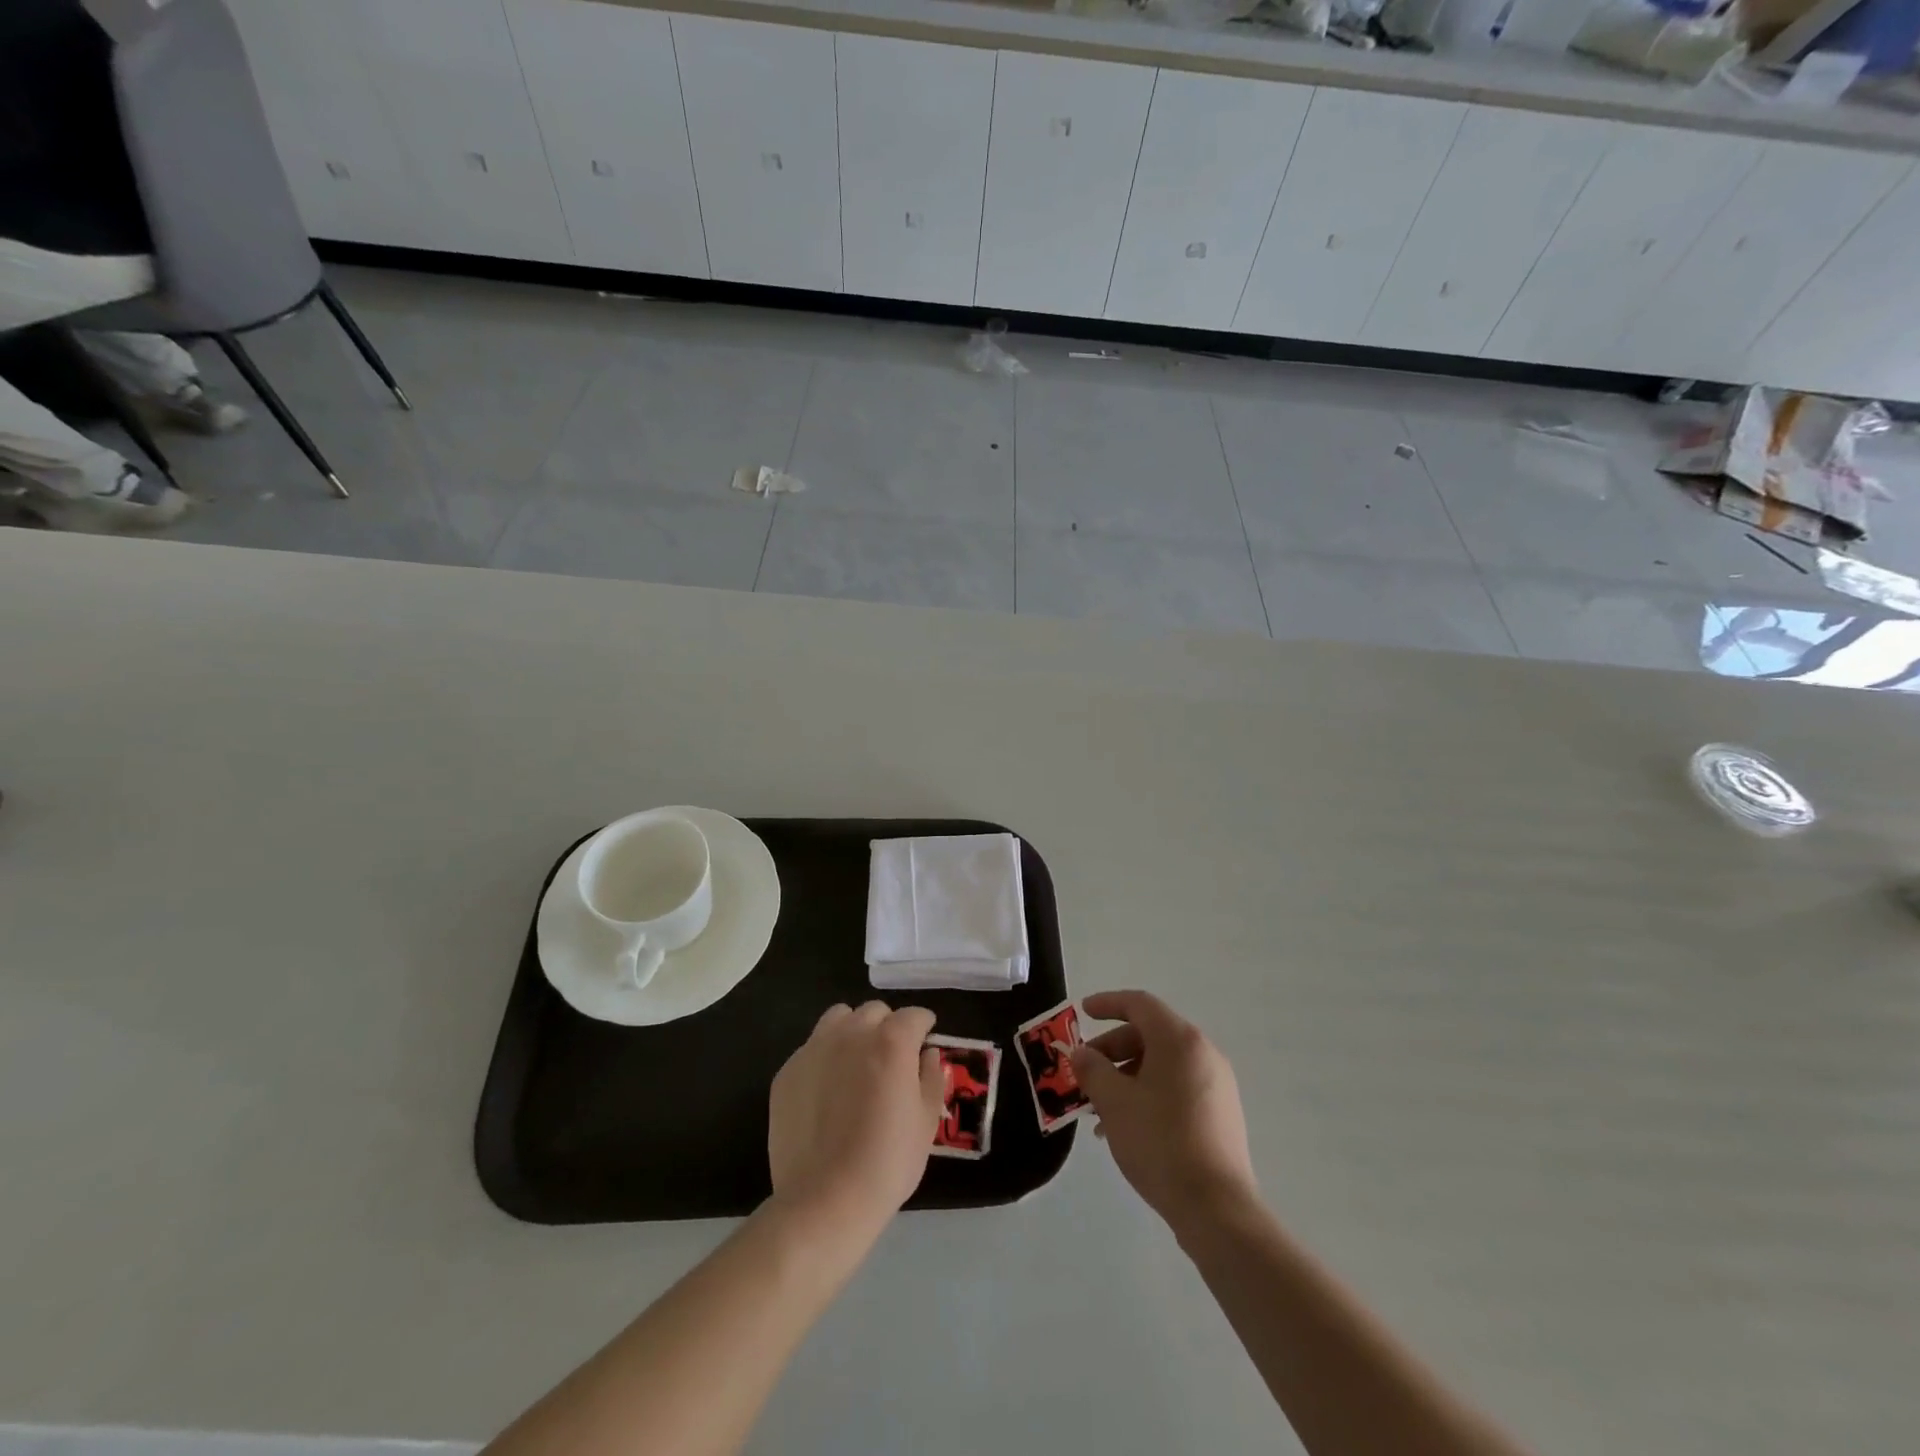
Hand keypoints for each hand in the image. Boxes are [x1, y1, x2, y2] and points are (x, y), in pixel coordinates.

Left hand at [768, 1001, 944, 1229]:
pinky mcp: (788, 1071)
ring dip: (854, 1030)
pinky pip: (812, 1048)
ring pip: (839, 1018)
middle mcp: (852, 1033)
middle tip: (891, 1057)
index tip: (925, 1039)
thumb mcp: (926, 1123)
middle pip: (875, 1011)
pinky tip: (828, 1089)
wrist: (825, 1199)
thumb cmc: (887, 1162)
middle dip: (888, 1026)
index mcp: (891, 1042)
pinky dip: (825, 1057)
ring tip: (856, 1062)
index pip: (914, 1016)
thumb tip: (927, 1054)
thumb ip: (931, 1078)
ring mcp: (815, 1049)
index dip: (924, 1026)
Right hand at [1071, 990, 1257, 1230]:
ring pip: (1162, 1064)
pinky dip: (1148, 1093)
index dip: (1108, 1004)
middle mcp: (1203, 1053)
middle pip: (1150, 1035)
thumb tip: (1082, 1054)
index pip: (1139, 1004)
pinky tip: (1126, 1127)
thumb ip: (1092, 1070)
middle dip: (1112, 1049)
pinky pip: (1176, 1087)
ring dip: (1126, 1076)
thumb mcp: (1114, 1102)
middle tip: (1085, 1071)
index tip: (1082, 1013)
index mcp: (1180, 1040)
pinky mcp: (1220, 1114)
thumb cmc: (1160, 1142)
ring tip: (1099, 1108)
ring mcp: (1216, 1084)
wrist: (1216, 1208)